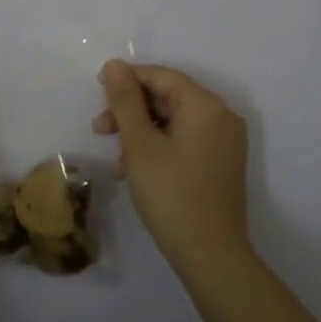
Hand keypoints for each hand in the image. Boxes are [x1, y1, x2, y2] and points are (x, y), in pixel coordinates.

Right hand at [93, 60, 250, 275]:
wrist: (212, 257)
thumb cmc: (171, 195)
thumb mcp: (140, 145)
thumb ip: (126, 101)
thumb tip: (114, 64)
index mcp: (205, 105)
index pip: (162, 76)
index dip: (127, 79)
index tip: (97, 91)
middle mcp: (221, 116)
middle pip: (168, 97)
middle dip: (131, 109)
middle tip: (99, 128)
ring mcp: (224, 141)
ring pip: (174, 120)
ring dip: (140, 130)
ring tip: (114, 155)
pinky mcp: (220, 163)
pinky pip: (185, 140)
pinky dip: (158, 146)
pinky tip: (132, 169)